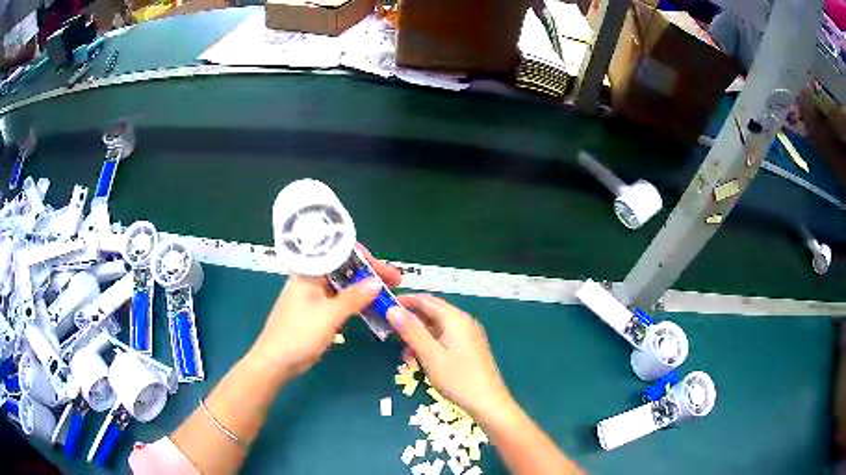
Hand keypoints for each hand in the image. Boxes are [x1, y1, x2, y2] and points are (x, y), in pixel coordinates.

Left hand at [251, 245, 400, 378]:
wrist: (276, 361)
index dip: (365, 258)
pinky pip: (339, 300)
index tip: (385, 269)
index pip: (339, 254)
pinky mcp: (315, 311)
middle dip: (370, 273)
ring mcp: (313, 296)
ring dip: (364, 288)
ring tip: (388, 293)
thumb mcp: (329, 316)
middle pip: (344, 269)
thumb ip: (353, 298)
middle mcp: (311, 279)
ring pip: (343, 285)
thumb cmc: (299, 334)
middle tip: (395, 282)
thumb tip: (377, 282)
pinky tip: (370, 307)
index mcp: (309, 273)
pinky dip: (355, 302)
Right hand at [387, 294, 513, 418]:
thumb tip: (392, 309)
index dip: (404, 302)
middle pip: (431, 313)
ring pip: (437, 327)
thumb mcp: (430, 355)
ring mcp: (468, 334)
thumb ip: (411, 330)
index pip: (425, 300)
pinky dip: (430, 344)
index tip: (384, 309)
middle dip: (410, 323)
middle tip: (392, 337)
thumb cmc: (458, 378)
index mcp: (455, 318)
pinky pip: (445, 337)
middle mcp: (463, 321)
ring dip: (419, 337)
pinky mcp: (469, 347)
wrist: (488, 402)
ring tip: (407, 356)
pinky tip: (422, 360)